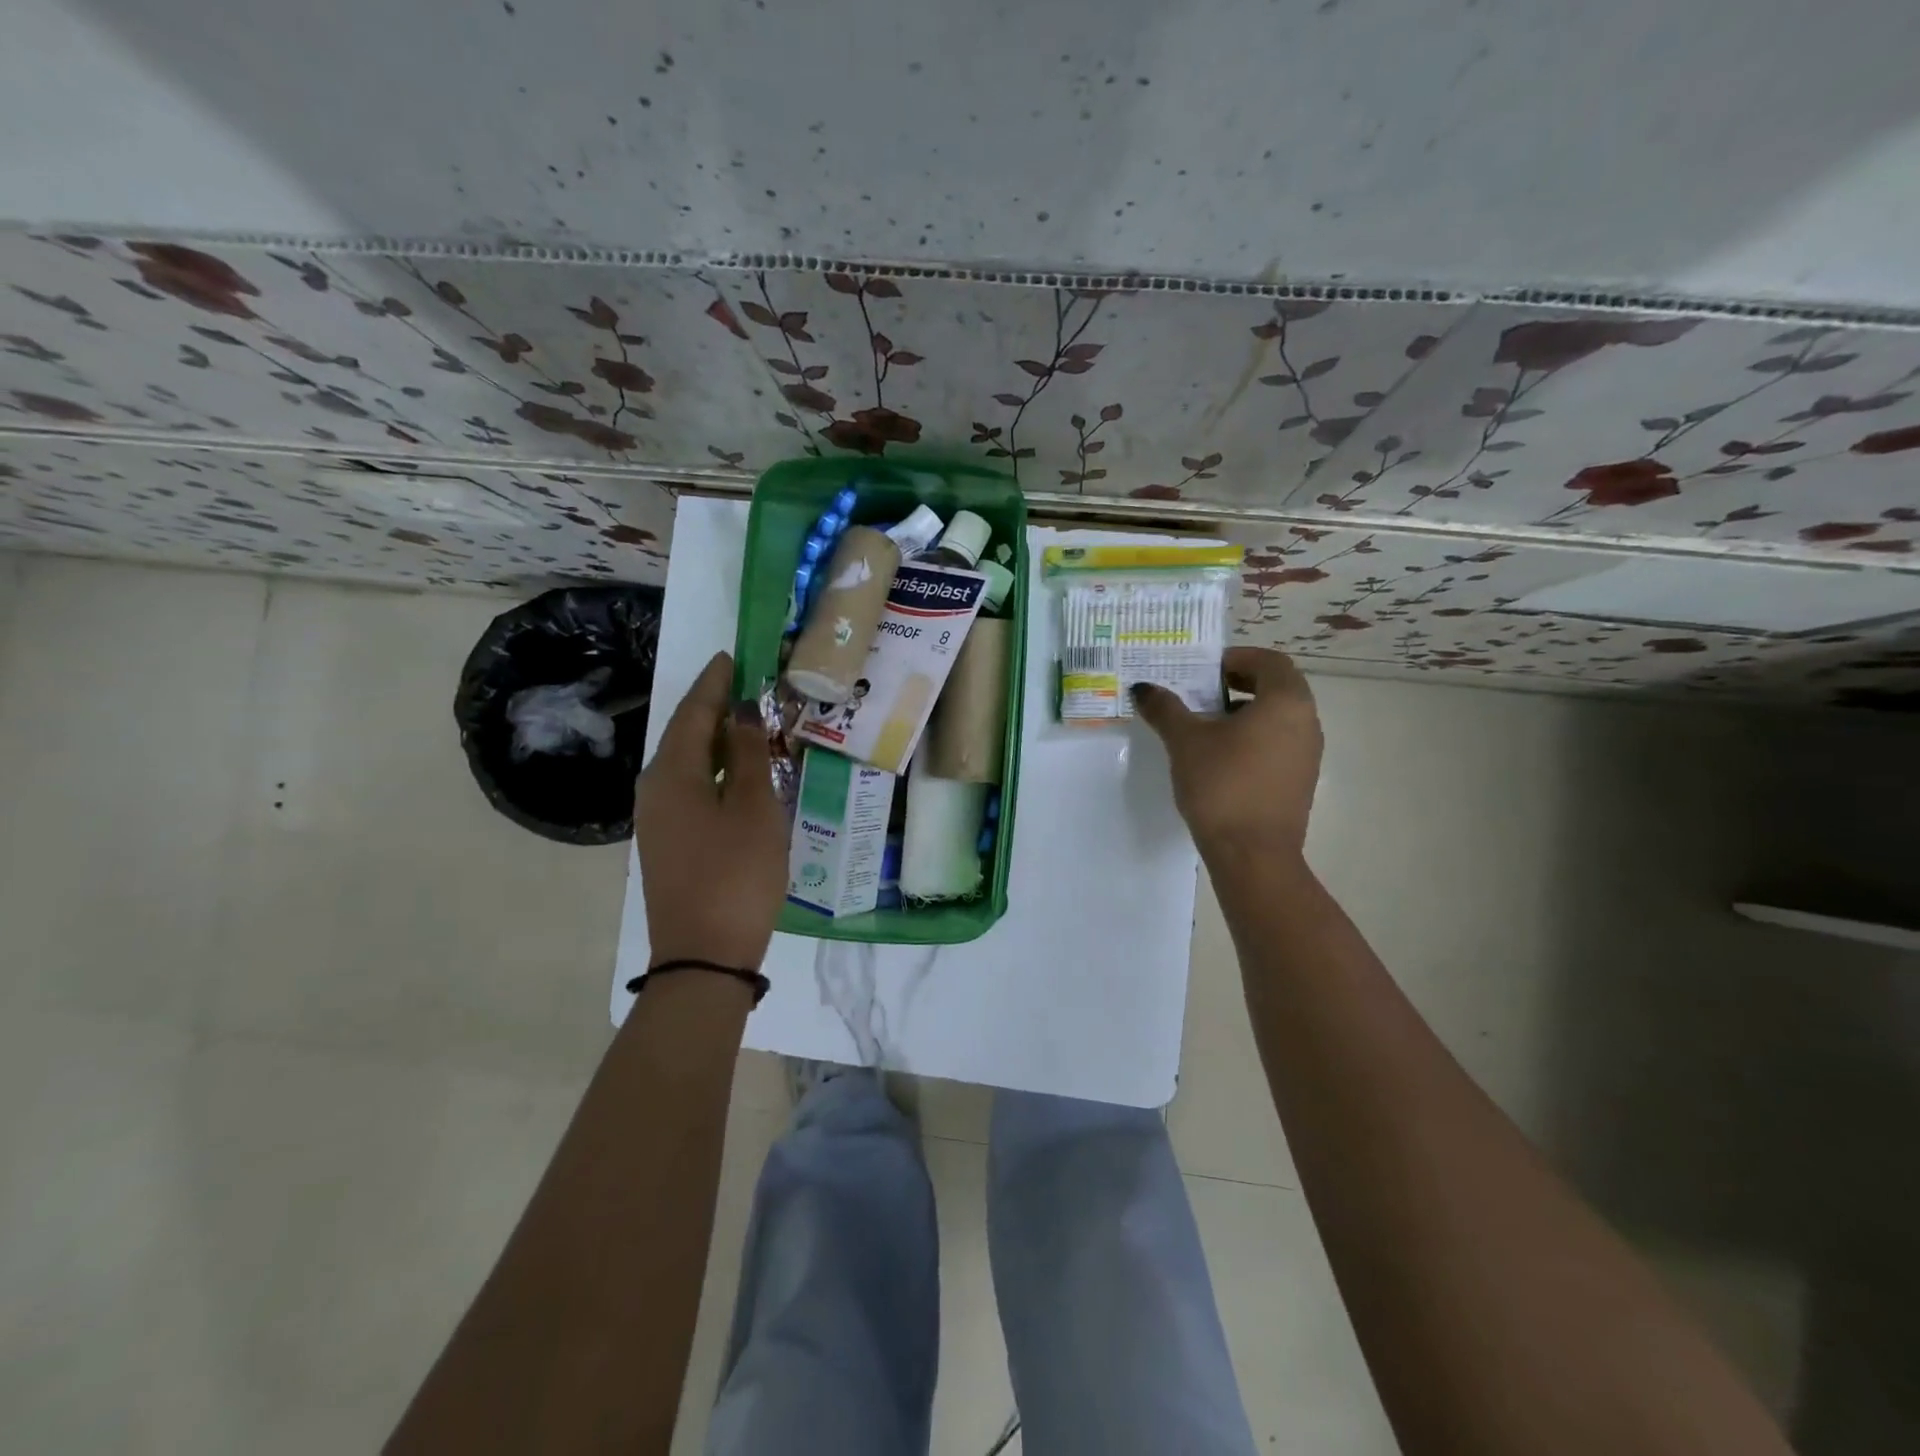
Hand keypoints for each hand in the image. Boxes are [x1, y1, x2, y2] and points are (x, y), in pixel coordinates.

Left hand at [635, 652, 787, 968]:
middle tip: (745, 685)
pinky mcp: (668, 842)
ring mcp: (657, 819)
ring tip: (748, 723)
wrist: (704, 956)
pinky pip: (690, 788)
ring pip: (687, 763)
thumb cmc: (736, 874)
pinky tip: (738, 774)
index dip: (714, 683)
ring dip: (716, 740)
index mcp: (673, 773)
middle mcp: (655, 789)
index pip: (693, 712)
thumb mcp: (754, 808)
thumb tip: (742, 711)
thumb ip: (750, 754)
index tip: (732, 656)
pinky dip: (714, 769)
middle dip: (713, 708)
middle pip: (685, 735)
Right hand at [1134, 647, 1322, 860]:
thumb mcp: (1185, 741)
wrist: (1252, 854)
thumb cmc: (1222, 785)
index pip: (1269, 661)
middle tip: (1202, 693)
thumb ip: (1165, 708)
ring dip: (1246, 712)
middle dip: (1239, 684)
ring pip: (1279, 717)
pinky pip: (1279, 743)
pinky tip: (1221, 758)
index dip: (1237, 659)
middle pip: (1277, 687)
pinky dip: (1254, 737)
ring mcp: (1308, 754)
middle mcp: (1307, 721)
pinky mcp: (1300, 780)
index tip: (1205, 672)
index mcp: (1286, 701)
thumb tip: (1143, 688)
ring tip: (1206, 726)